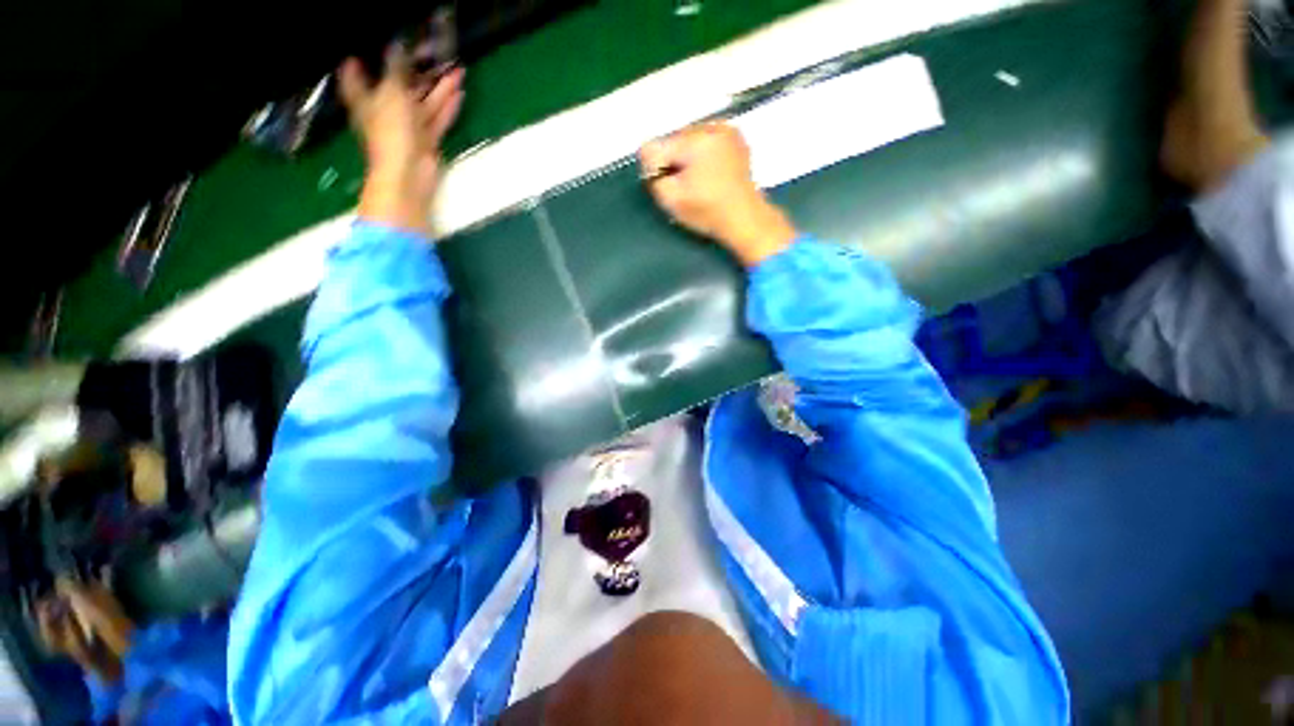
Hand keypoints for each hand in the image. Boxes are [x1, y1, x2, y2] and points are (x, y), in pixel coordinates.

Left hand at [339, 47, 463, 236]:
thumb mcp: (392, 93)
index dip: (358, 62)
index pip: (356, 75)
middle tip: (428, 49)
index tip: (361, 47)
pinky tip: (459, 92)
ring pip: (424, 101)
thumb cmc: (391, 132)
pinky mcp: (427, 139)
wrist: (408, 174)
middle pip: (399, 85)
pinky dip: (448, 107)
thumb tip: (397, 43)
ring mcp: (408, 125)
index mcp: (367, 98)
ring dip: (439, 87)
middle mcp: (386, 109)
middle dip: (414, 70)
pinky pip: (438, 118)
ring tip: (455, 68)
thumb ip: (396, 68)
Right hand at [639, 123, 795, 266]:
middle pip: (673, 139)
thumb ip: (653, 176)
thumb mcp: (672, 200)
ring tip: (698, 179)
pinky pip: (706, 138)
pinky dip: (702, 152)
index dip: (656, 168)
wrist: (746, 218)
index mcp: (695, 141)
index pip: (655, 146)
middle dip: (672, 159)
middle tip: (683, 184)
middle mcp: (710, 127)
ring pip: (689, 138)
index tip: (667, 185)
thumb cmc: (707, 212)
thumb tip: (647, 158)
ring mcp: (726, 129)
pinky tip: (709, 171)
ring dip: (687, 155)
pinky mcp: (735, 137)